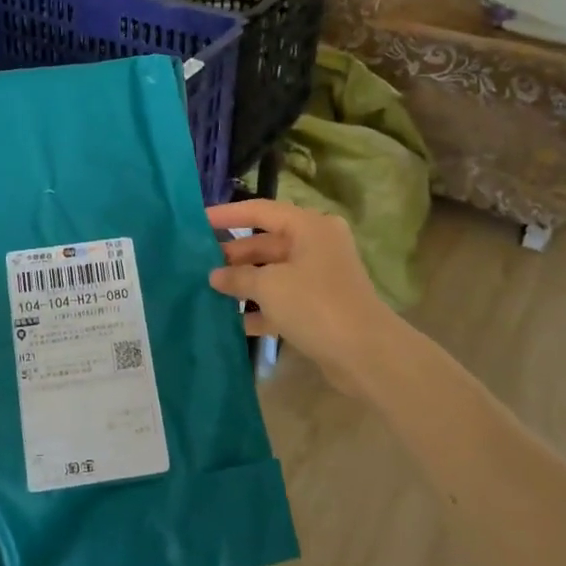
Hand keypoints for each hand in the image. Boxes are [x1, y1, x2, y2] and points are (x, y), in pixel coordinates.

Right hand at [205, 199, 400, 390]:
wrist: (367, 354)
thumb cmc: (315, 305)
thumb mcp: (269, 287)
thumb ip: (238, 277)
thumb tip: (214, 276)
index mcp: (308, 227)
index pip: (260, 211)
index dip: (227, 215)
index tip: (198, 221)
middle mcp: (316, 244)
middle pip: (266, 242)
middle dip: (234, 255)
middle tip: (200, 263)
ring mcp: (320, 276)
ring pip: (274, 272)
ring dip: (245, 282)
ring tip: (210, 291)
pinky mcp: (321, 305)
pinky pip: (284, 297)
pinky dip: (261, 306)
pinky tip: (234, 321)